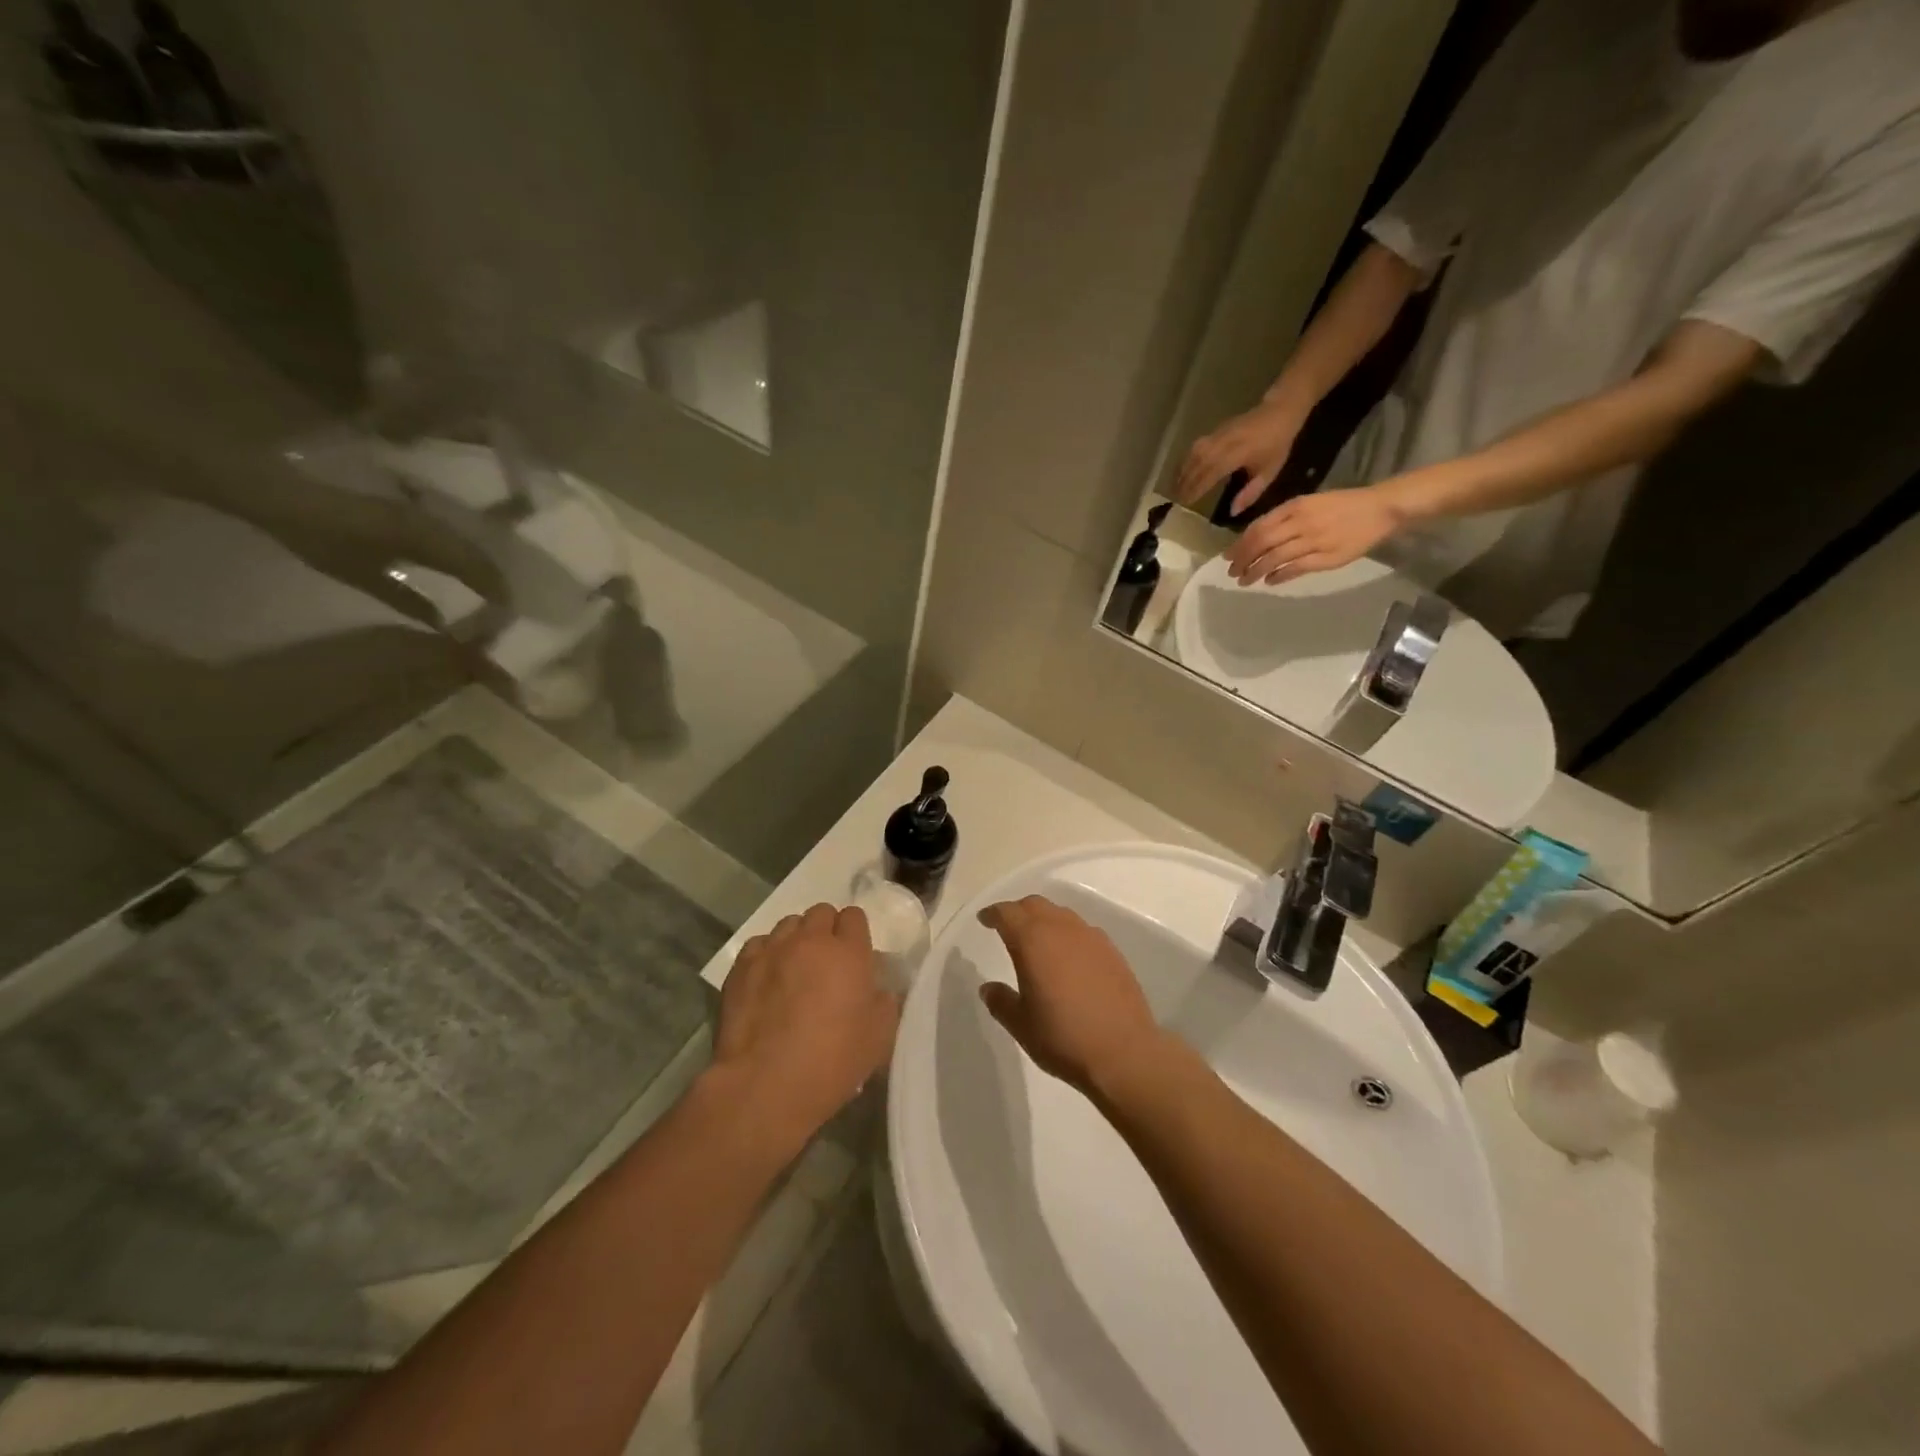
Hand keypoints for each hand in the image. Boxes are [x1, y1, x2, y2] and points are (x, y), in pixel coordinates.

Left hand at [715, 904, 899, 1152]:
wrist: (765, 1084)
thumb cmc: (832, 1061)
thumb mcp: (880, 1037)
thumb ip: (885, 1001)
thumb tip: (877, 988)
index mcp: (848, 952)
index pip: (854, 916)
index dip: (855, 933)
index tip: (855, 957)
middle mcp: (810, 940)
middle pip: (820, 913)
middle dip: (826, 931)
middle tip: (827, 963)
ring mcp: (772, 950)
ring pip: (788, 925)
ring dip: (796, 939)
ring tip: (795, 970)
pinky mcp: (741, 967)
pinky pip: (759, 945)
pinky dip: (767, 955)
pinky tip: (767, 981)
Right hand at [976, 896, 1164, 1098]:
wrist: (1124, 1053)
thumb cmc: (1063, 1038)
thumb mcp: (1021, 1025)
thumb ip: (1001, 1001)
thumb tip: (989, 988)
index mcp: (1033, 941)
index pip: (1007, 913)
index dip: (993, 914)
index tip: (985, 919)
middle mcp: (1062, 929)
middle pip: (1035, 905)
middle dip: (1018, 911)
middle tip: (1008, 927)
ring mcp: (1091, 938)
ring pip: (1061, 915)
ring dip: (1045, 921)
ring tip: (1039, 942)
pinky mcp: (1113, 952)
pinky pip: (1083, 931)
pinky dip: (1068, 935)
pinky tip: (1069, 958)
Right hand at [1175, 401, 1303, 513]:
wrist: (1279, 411)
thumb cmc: (1277, 444)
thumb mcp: (1270, 471)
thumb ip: (1251, 492)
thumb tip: (1233, 512)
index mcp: (1236, 455)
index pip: (1209, 475)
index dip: (1197, 490)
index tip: (1186, 503)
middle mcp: (1222, 445)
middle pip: (1197, 466)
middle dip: (1185, 484)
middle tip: (1176, 500)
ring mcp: (1216, 436)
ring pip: (1192, 456)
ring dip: (1183, 472)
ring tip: (1176, 487)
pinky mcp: (1214, 432)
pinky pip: (1195, 448)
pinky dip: (1186, 461)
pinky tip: (1183, 471)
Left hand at [1225, 485, 1400, 585]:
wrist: (1380, 508)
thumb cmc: (1341, 505)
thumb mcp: (1308, 503)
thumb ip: (1283, 519)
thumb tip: (1256, 538)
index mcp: (1295, 507)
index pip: (1258, 527)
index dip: (1240, 544)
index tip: (1227, 556)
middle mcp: (1301, 522)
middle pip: (1262, 544)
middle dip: (1243, 560)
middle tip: (1232, 572)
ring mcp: (1314, 540)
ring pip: (1275, 558)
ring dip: (1256, 571)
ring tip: (1245, 581)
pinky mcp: (1327, 557)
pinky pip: (1296, 568)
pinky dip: (1279, 576)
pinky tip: (1270, 581)